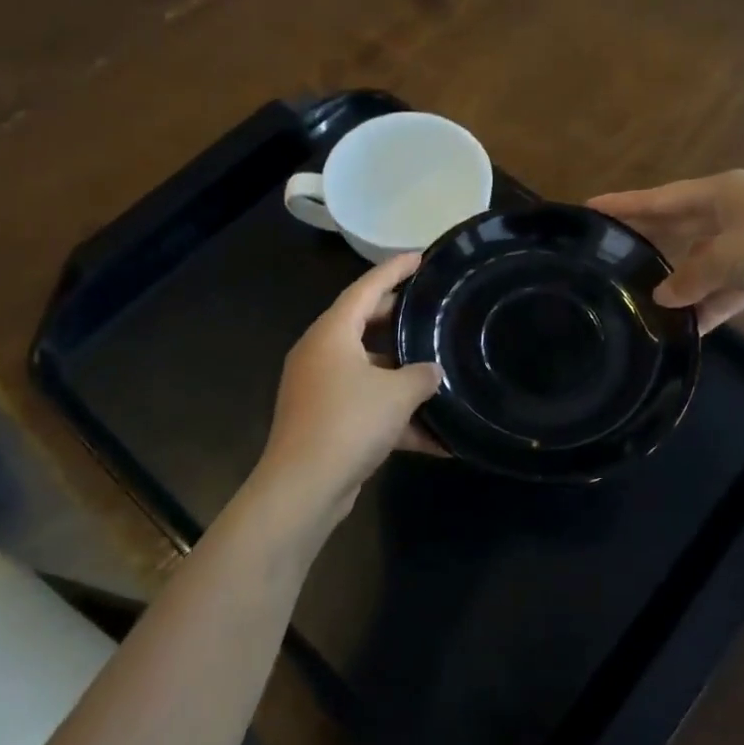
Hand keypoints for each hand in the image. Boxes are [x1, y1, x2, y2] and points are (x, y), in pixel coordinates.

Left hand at [251, 252, 443, 518]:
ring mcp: (319, 389)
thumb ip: (421, 375)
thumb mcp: (396, 394)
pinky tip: (434, 440)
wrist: (304, 487)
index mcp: (331, 334)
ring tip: (438, 371)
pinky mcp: (325, 421)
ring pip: (368, 369)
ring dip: (401, 375)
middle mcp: (321, 354)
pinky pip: (366, 406)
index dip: (394, 270)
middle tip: (430, 308)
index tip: (419, 257)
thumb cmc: (349, 423)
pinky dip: (395, 417)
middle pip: (363, 324)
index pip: (365, 288)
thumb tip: (433, 372)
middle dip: (397, 318)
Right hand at [589, 171, 743, 329]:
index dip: (624, 205)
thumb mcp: (727, 258)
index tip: (589, 207)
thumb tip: (663, 296)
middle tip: (608, 251)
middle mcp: (731, 210)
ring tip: (643, 298)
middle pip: (677, 225)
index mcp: (720, 193)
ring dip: (680, 281)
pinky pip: (726, 284)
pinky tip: (688, 326)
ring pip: (701, 259)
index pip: (660, 198)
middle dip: (647, 240)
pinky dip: (710, 302)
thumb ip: (689, 277)